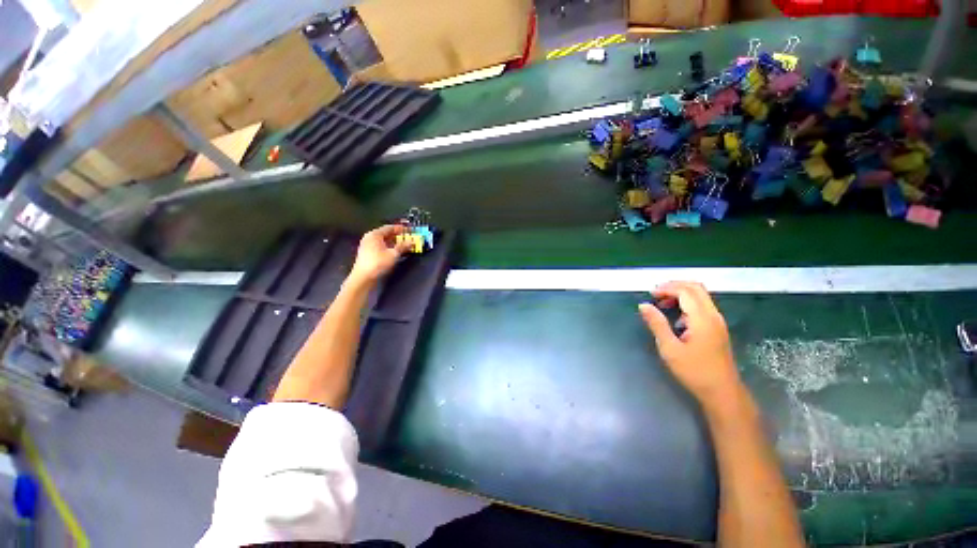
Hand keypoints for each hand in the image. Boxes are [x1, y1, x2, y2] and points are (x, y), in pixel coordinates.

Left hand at [349, 225, 410, 283]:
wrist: (363, 277)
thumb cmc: (378, 263)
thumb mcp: (393, 254)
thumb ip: (403, 246)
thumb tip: (412, 242)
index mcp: (375, 234)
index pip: (390, 227)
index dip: (401, 229)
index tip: (409, 230)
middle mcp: (370, 237)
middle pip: (386, 234)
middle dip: (398, 236)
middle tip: (408, 238)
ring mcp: (367, 245)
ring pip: (384, 240)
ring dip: (394, 242)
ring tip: (404, 245)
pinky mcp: (368, 253)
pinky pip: (380, 246)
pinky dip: (389, 247)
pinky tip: (395, 251)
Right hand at [639, 281, 742, 404]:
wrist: (722, 392)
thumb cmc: (694, 371)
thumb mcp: (670, 348)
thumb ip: (656, 324)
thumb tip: (643, 305)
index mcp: (702, 319)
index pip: (685, 292)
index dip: (667, 288)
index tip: (650, 294)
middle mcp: (713, 315)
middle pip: (696, 288)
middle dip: (674, 286)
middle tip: (656, 293)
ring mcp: (717, 321)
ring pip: (700, 296)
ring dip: (681, 294)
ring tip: (662, 302)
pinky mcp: (717, 328)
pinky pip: (702, 306)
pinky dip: (687, 303)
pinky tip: (676, 317)